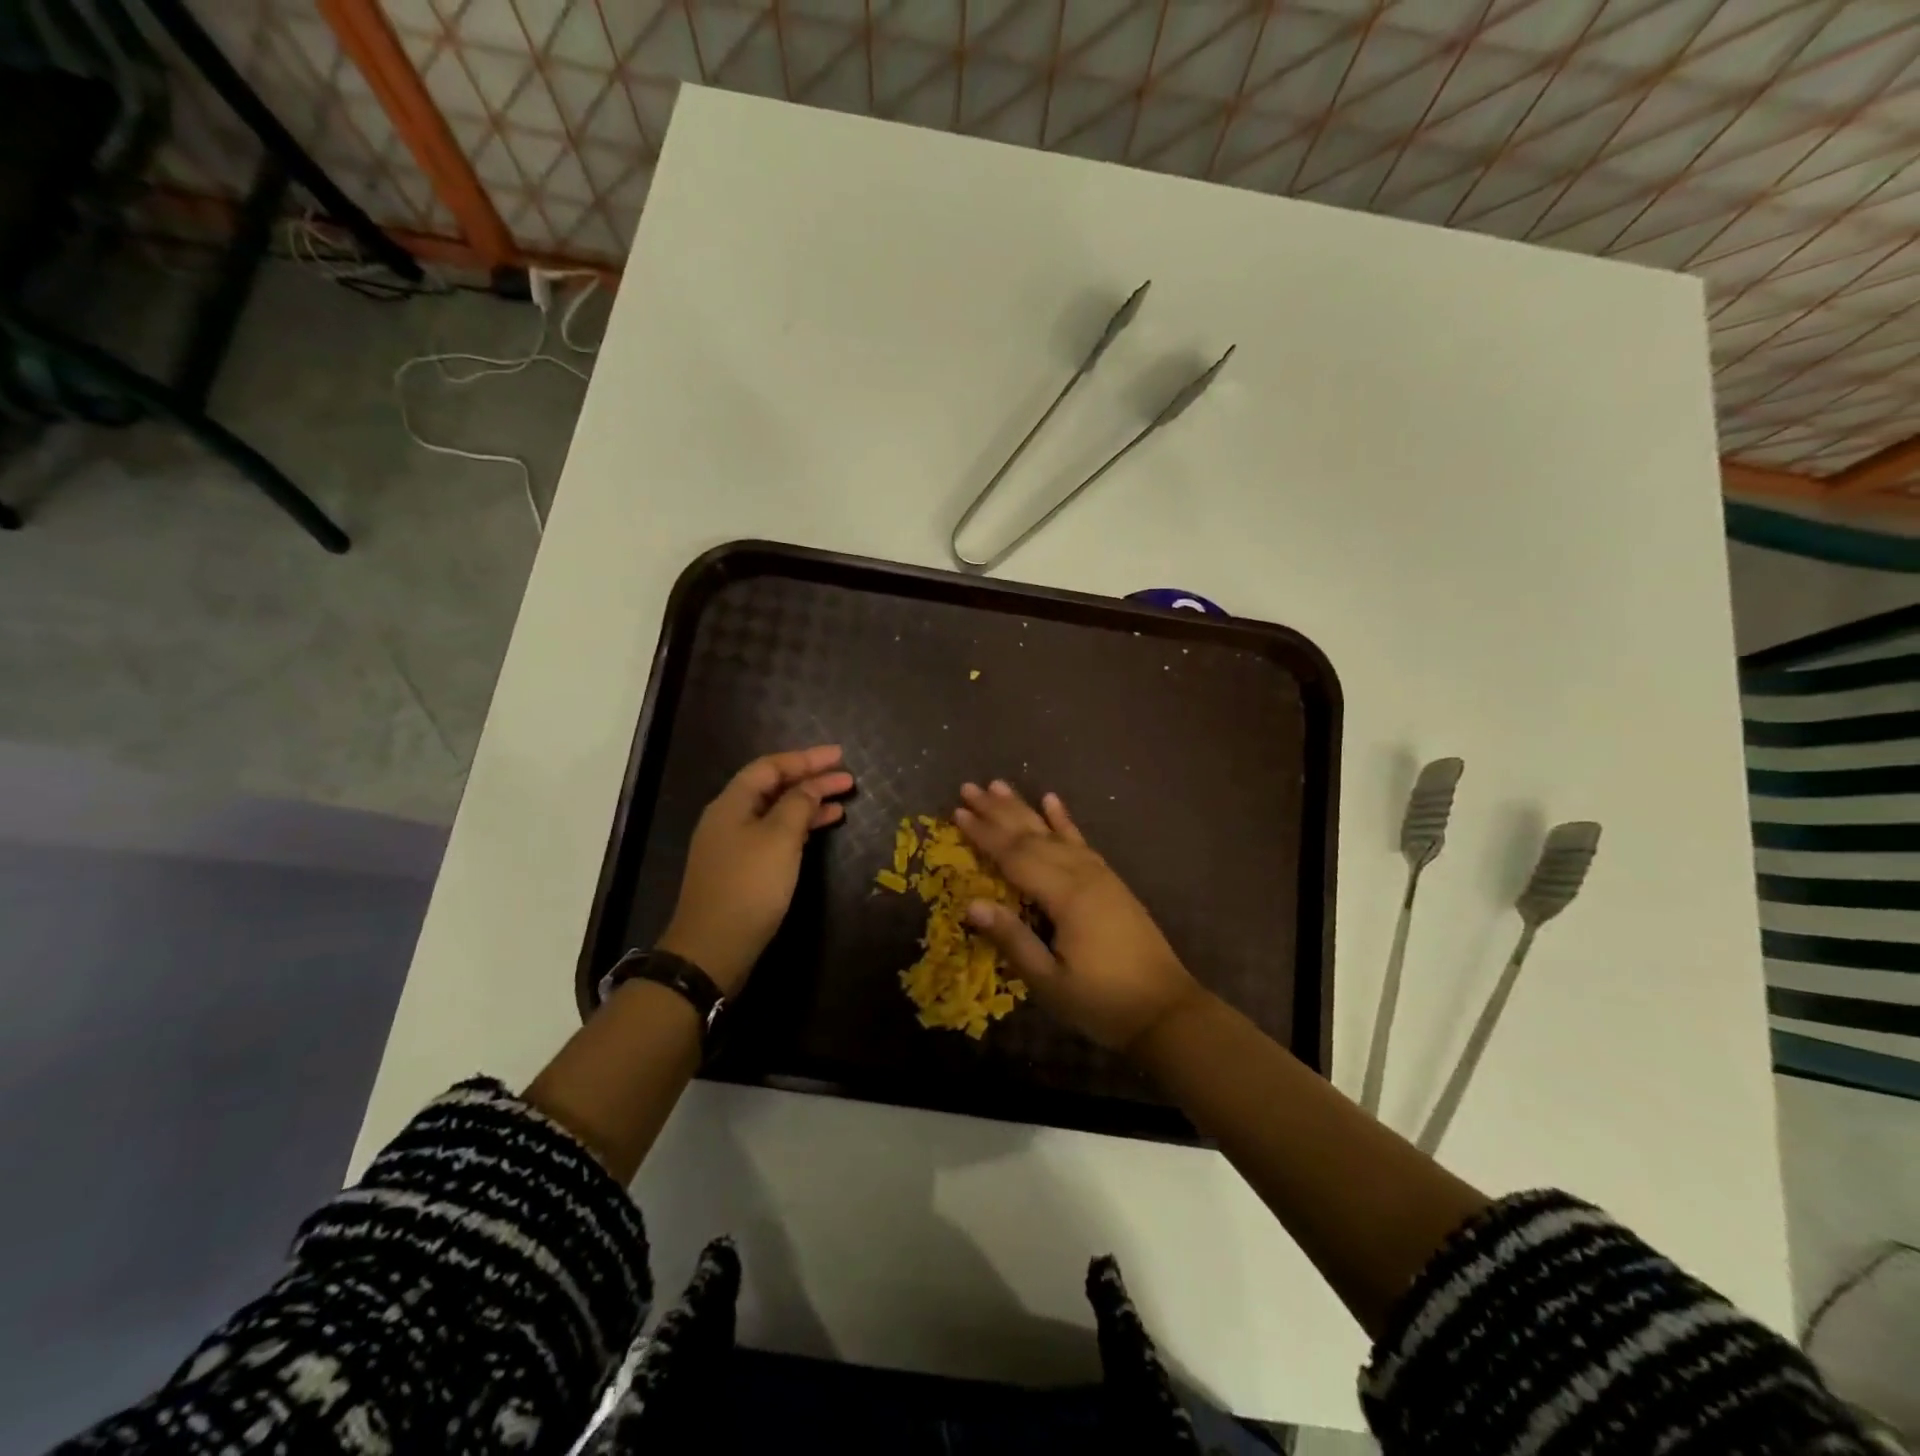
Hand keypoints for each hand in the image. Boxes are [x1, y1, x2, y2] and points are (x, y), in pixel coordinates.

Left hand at [657, 745, 854, 995]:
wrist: (713, 948)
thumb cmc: (748, 886)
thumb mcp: (779, 839)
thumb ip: (798, 805)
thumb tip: (811, 786)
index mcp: (732, 803)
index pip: (770, 766)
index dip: (806, 759)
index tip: (839, 756)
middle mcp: (729, 818)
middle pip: (773, 787)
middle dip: (810, 780)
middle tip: (847, 778)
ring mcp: (734, 845)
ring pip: (776, 812)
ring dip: (808, 804)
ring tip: (842, 802)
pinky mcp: (742, 869)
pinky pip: (774, 834)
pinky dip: (799, 827)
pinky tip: (820, 830)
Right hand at [953, 780, 1201, 1052]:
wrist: (1166, 1010)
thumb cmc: (1102, 1002)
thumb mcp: (1050, 982)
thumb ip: (1012, 940)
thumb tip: (971, 904)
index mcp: (1066, 897)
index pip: (1015, 857)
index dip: (984, 835)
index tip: (957, 812)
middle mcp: (1082, 874)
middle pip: (1032, 836)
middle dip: (998, 811)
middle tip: (968, 787)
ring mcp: (1100, 875)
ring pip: (1054, 832)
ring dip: (1025, 808)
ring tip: (1000, 784)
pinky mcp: (1111, 881)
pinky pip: (1082, 842)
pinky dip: (1064, 821)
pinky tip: (1052, 801)